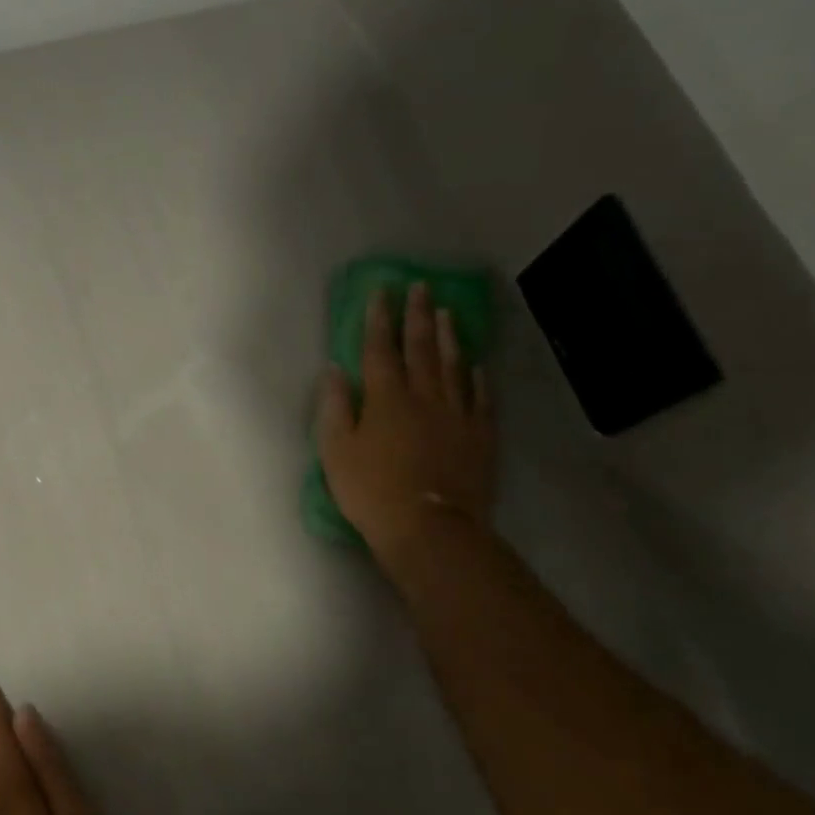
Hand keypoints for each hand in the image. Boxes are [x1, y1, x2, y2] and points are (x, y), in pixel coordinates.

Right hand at [316, 282, 496, 570]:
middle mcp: (423, 396)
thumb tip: (334, 371)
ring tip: (448, 313)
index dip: (378, 319)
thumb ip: (334, 407)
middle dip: (418, 316)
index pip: (379, 350)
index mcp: (386, 398)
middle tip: (421, 288)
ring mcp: (456, 414)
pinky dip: (477, 378)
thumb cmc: (372, 491)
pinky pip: (480, 398)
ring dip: (449, 337)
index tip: (382, 292)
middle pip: (420, 348)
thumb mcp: (336, 451)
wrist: (430, 527)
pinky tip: (477, 365)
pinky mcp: (479, 436)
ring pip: (453, 366)